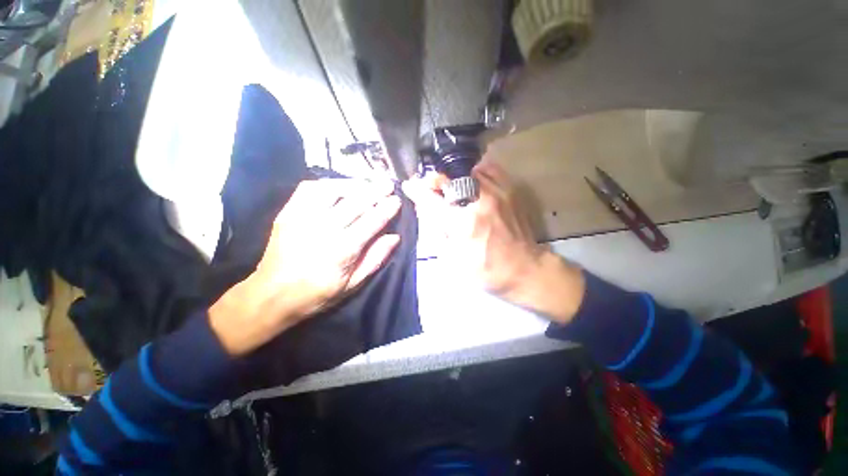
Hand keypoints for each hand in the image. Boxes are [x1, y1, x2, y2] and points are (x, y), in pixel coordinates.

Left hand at [210, 179, 401, 355]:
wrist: (271, 295)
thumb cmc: (317, 294)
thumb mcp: (352, 284)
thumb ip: (375, 259)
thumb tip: (394, 237)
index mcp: (343, 249)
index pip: (372, 221)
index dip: (386, 209)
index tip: (396, 200)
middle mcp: (324, 229)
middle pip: (356, 202)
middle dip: (375, 191)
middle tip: (388, 184)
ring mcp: (303, 218)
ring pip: (333, 191)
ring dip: (354, 184)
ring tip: (367, 183)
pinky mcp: (289, 213)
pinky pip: (309, 189)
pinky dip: (327, 184)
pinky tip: (339, 187)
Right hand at [402, 161, 584, 323]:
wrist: (525, 269)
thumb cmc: (486, 270)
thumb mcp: (453, 260)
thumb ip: (435, 232)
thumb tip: (425, 209)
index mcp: (463, 224)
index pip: (432, 199)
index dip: (417, 190)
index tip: (409, 185)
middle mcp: (479, 202)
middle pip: (449, 179)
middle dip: (435, 182)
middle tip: (432, 189)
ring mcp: (498, 192)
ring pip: (467, 170)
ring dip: (454, 179)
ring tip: (453, 190)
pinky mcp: (510, 190)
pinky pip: (488, 169)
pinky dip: (475, 174)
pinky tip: (472, 185)